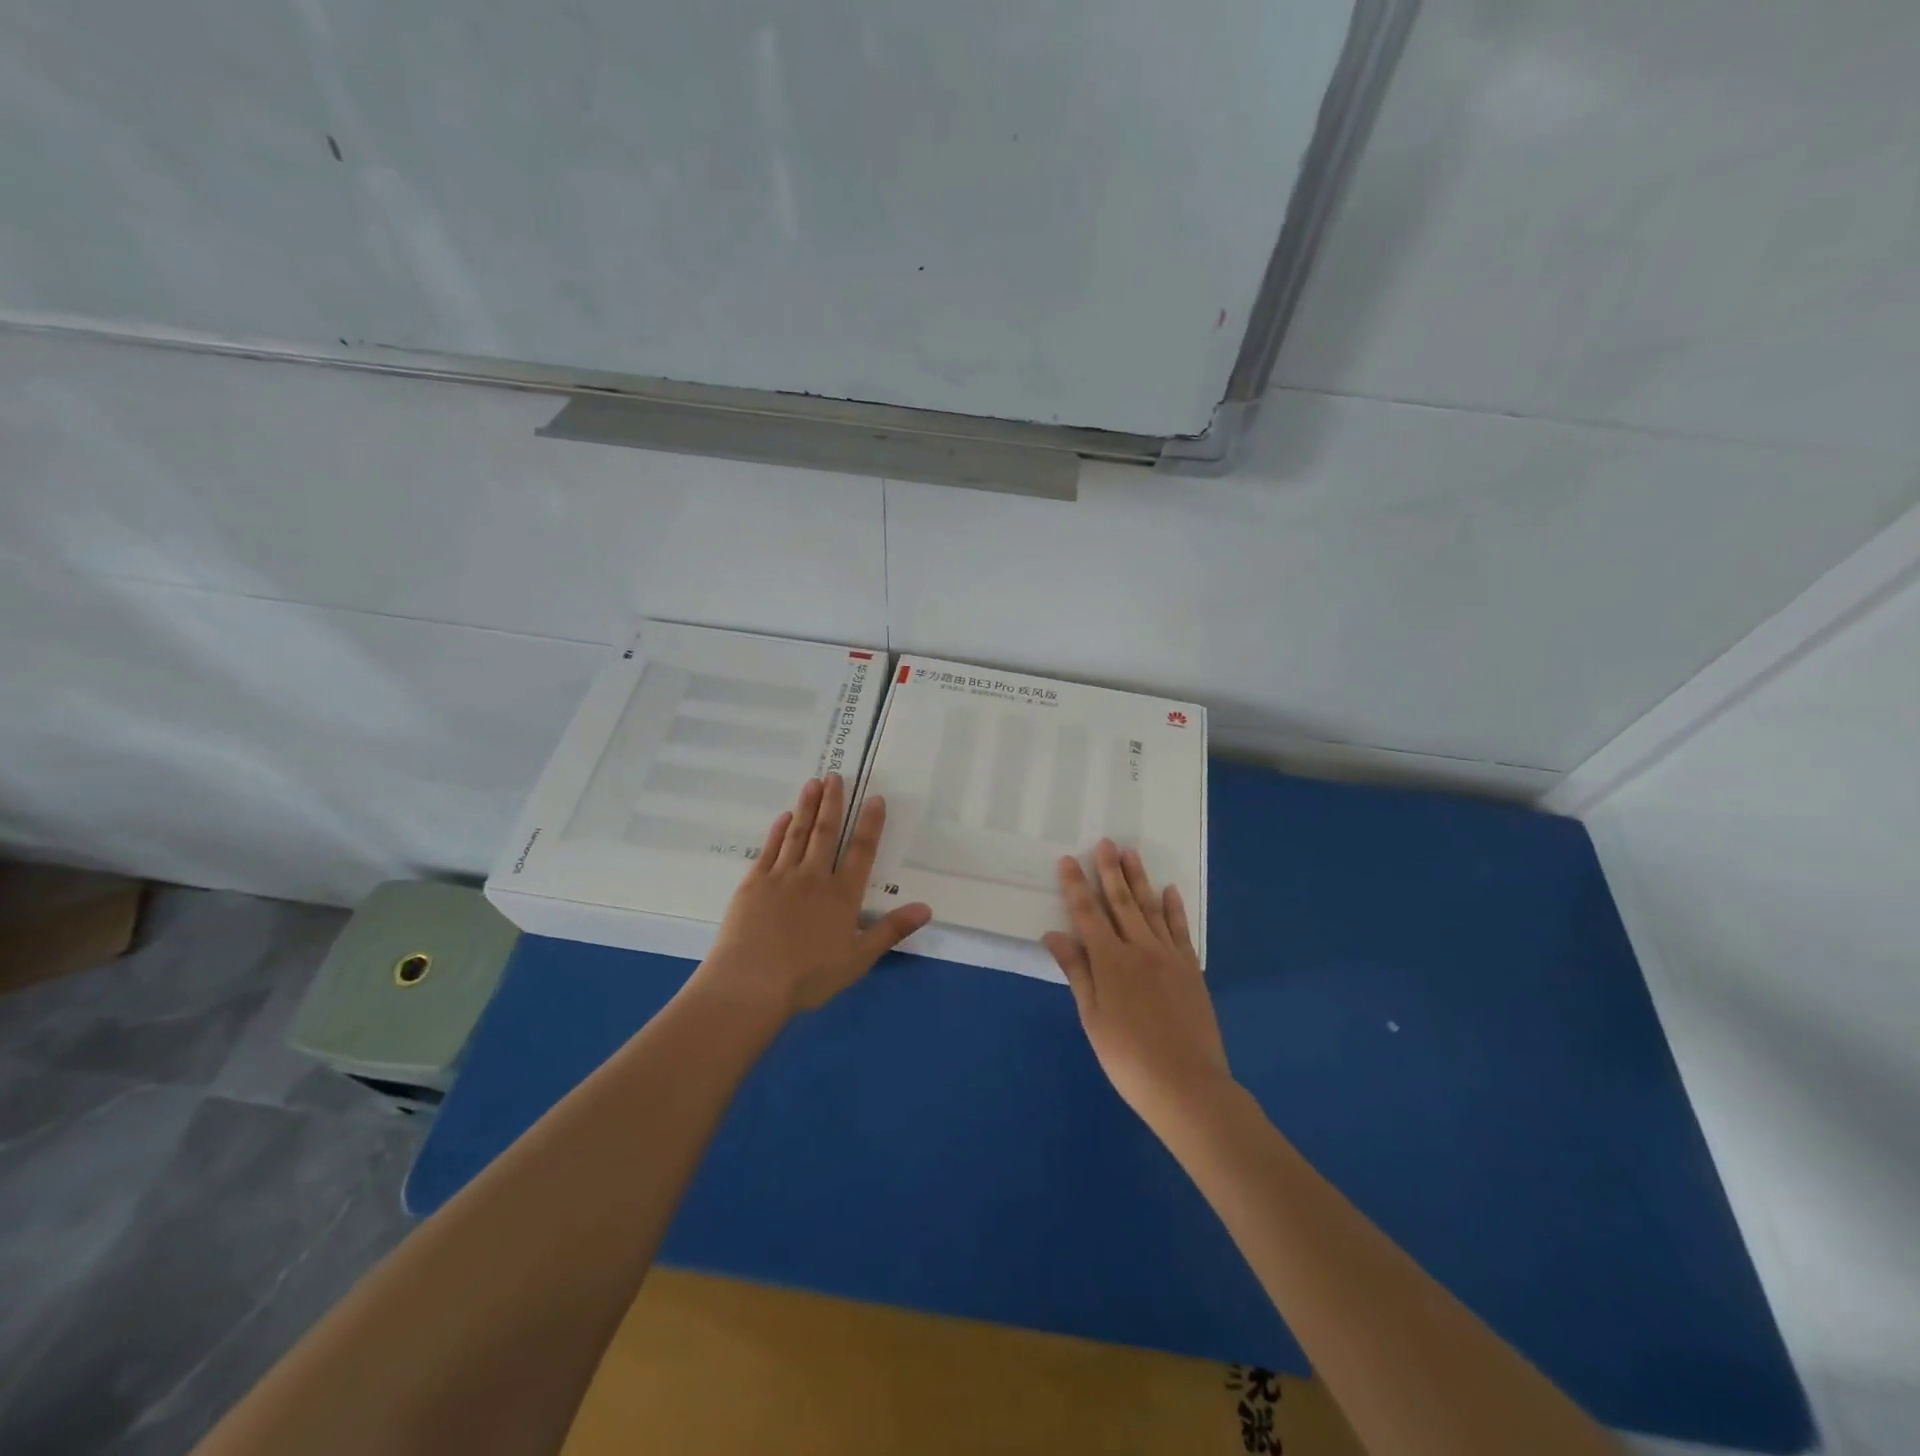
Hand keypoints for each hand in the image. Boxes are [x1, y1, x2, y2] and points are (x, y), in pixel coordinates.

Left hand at [697, 775, 931, 1019]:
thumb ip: (891, 930)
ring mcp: (781, 876)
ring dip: (807, 807)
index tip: (875, 798)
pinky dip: (779, 830)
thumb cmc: (808, 977)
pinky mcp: (754, 883)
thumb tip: (927, 908)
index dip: (870, 824)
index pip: (861, 852)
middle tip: (835, 776)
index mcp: (842, 895)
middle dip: (833, 803)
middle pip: (826, 833)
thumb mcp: (858, 959)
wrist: (751, 982)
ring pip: (798, 833)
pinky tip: (784, 817)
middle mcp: (814, 877)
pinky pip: (770, 849)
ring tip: (813, 783)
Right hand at [1043, 841, 1232, 1127]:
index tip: (1068, 859)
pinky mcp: (1190, 969)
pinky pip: (1180, 930)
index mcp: (1110, 961)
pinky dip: (1173, 908)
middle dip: (1110, 871)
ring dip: (1139, 880)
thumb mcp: (1092, 1018)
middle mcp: (1139, 949)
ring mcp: (1169, 956)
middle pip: (1121, 902)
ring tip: (1131, 854)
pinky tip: (1169, 890)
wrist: (1187, 1085)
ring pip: (1151, 909)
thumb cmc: (1128, 1058)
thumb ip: (1076, 972)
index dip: (1075, 886)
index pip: (1087, 914)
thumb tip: (1054, 935)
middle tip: (1105, 843)